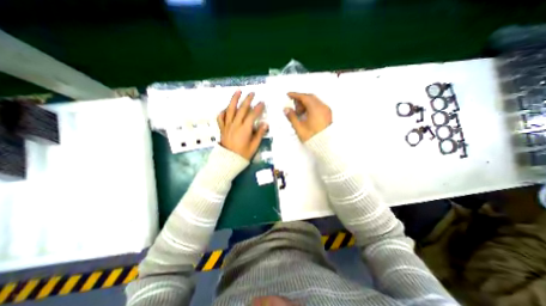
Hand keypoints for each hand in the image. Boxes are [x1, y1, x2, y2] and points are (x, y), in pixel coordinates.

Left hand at [218, 90, 267, 159]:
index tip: (262, 102)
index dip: (258, 108)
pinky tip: (226, 109)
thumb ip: (259, 134)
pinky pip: (221, 118)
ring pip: (230, 110)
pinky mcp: (222, 128)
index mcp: (244, 129)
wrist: (228, 160)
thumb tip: (265, 124)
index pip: (252, 115)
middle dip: (247, 100)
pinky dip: (223, 112)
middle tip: (252, 93)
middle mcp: (235, 124)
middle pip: (241, 109)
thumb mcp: (254, 146)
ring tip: (238, 91)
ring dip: (234, 100)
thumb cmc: (243, 154)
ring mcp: (227, 125)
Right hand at [286, 92, 332, 141]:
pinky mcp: (328, 115)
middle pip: (310, 98)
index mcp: (316, 109)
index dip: (295, 95)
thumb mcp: (299, 127)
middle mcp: (323, 107)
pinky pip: (319, 106)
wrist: (325, 145)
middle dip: (300, 100)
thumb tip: (286, 109)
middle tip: (293, 106)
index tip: (289, 95)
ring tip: (299, 112)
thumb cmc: (312, 137)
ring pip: (315, 102)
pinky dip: (311, 107)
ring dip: (306, 104)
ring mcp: (326, 111)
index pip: (304, 97)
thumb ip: (292, 117)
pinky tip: (306, 115)